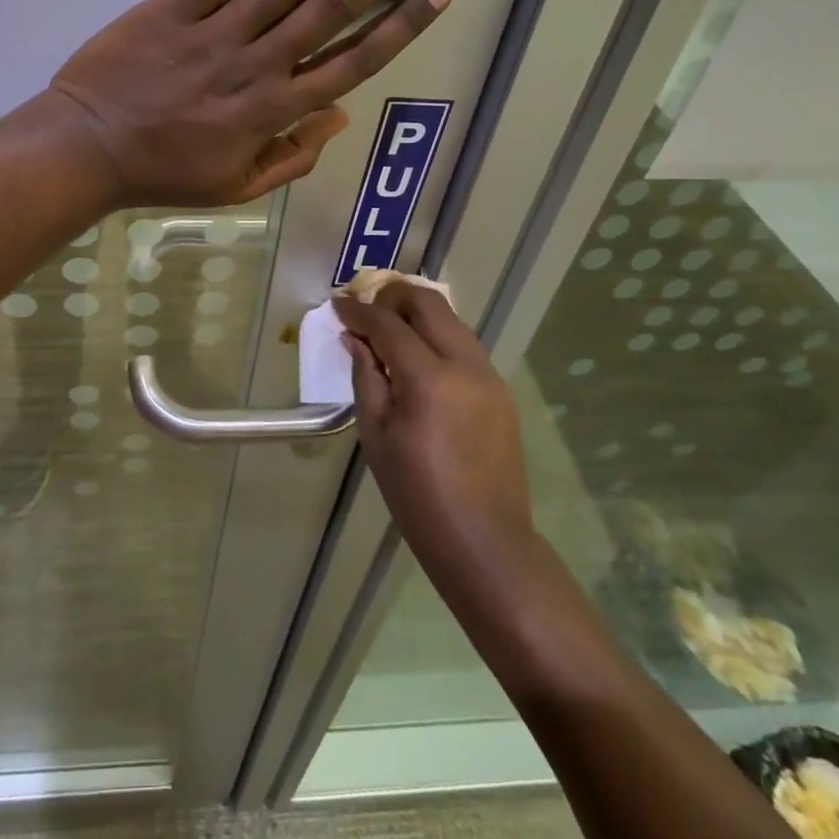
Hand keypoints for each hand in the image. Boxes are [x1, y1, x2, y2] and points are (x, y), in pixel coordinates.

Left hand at [50, 0, 449, 206]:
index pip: (352, 63)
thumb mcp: (235, 187)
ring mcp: (216, 34)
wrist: (86, 150)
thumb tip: (339, 118)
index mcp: (274, 111)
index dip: (399, 25)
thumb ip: (291, 157)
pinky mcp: (173, 9)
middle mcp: (257, 66)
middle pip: (333, 6)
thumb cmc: (163, 172)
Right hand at [334, 281, 533, 578]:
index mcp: (429, 379)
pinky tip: (417, 361)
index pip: (389, 325)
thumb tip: (355, 338)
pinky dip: (436, 337)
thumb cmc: (417, 494)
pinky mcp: (500, 390)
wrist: (484, 542)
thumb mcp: (376, 434)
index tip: (338, 305)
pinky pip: (464, 345)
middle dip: (392, 296)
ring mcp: (489, 375)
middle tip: (366, 311)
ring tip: (388, 332)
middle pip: (428, 303)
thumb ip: (365, 376)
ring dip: (416, 314)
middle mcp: (466, 365)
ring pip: (450, 320)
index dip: (359, 312)